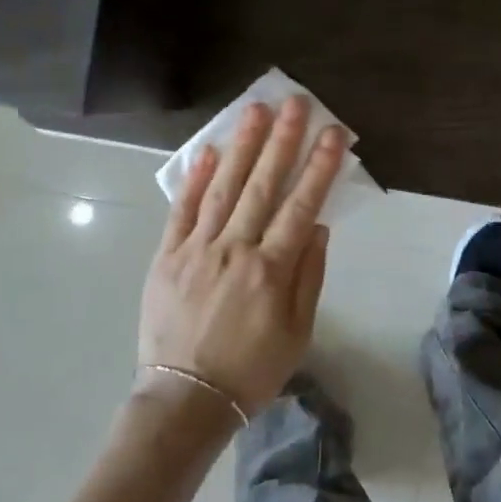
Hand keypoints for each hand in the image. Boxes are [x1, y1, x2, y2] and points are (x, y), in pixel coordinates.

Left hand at [138, 95, 347, 416]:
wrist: (186, 398)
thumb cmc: (251, 370)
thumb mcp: (297, 333)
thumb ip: (309, 276)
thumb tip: (318, 227)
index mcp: (272, 270)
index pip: (302, 206)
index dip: (320, 167)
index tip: (333, 133)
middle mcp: (236, 249)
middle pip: (263, 185)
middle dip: (282, 140)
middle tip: (294, 103)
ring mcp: (197, 249)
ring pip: (224, 188)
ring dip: (241, 147)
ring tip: (254, 111)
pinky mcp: (167, 256)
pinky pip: (182, 210)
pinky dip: (195, 180)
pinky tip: (208, 151)